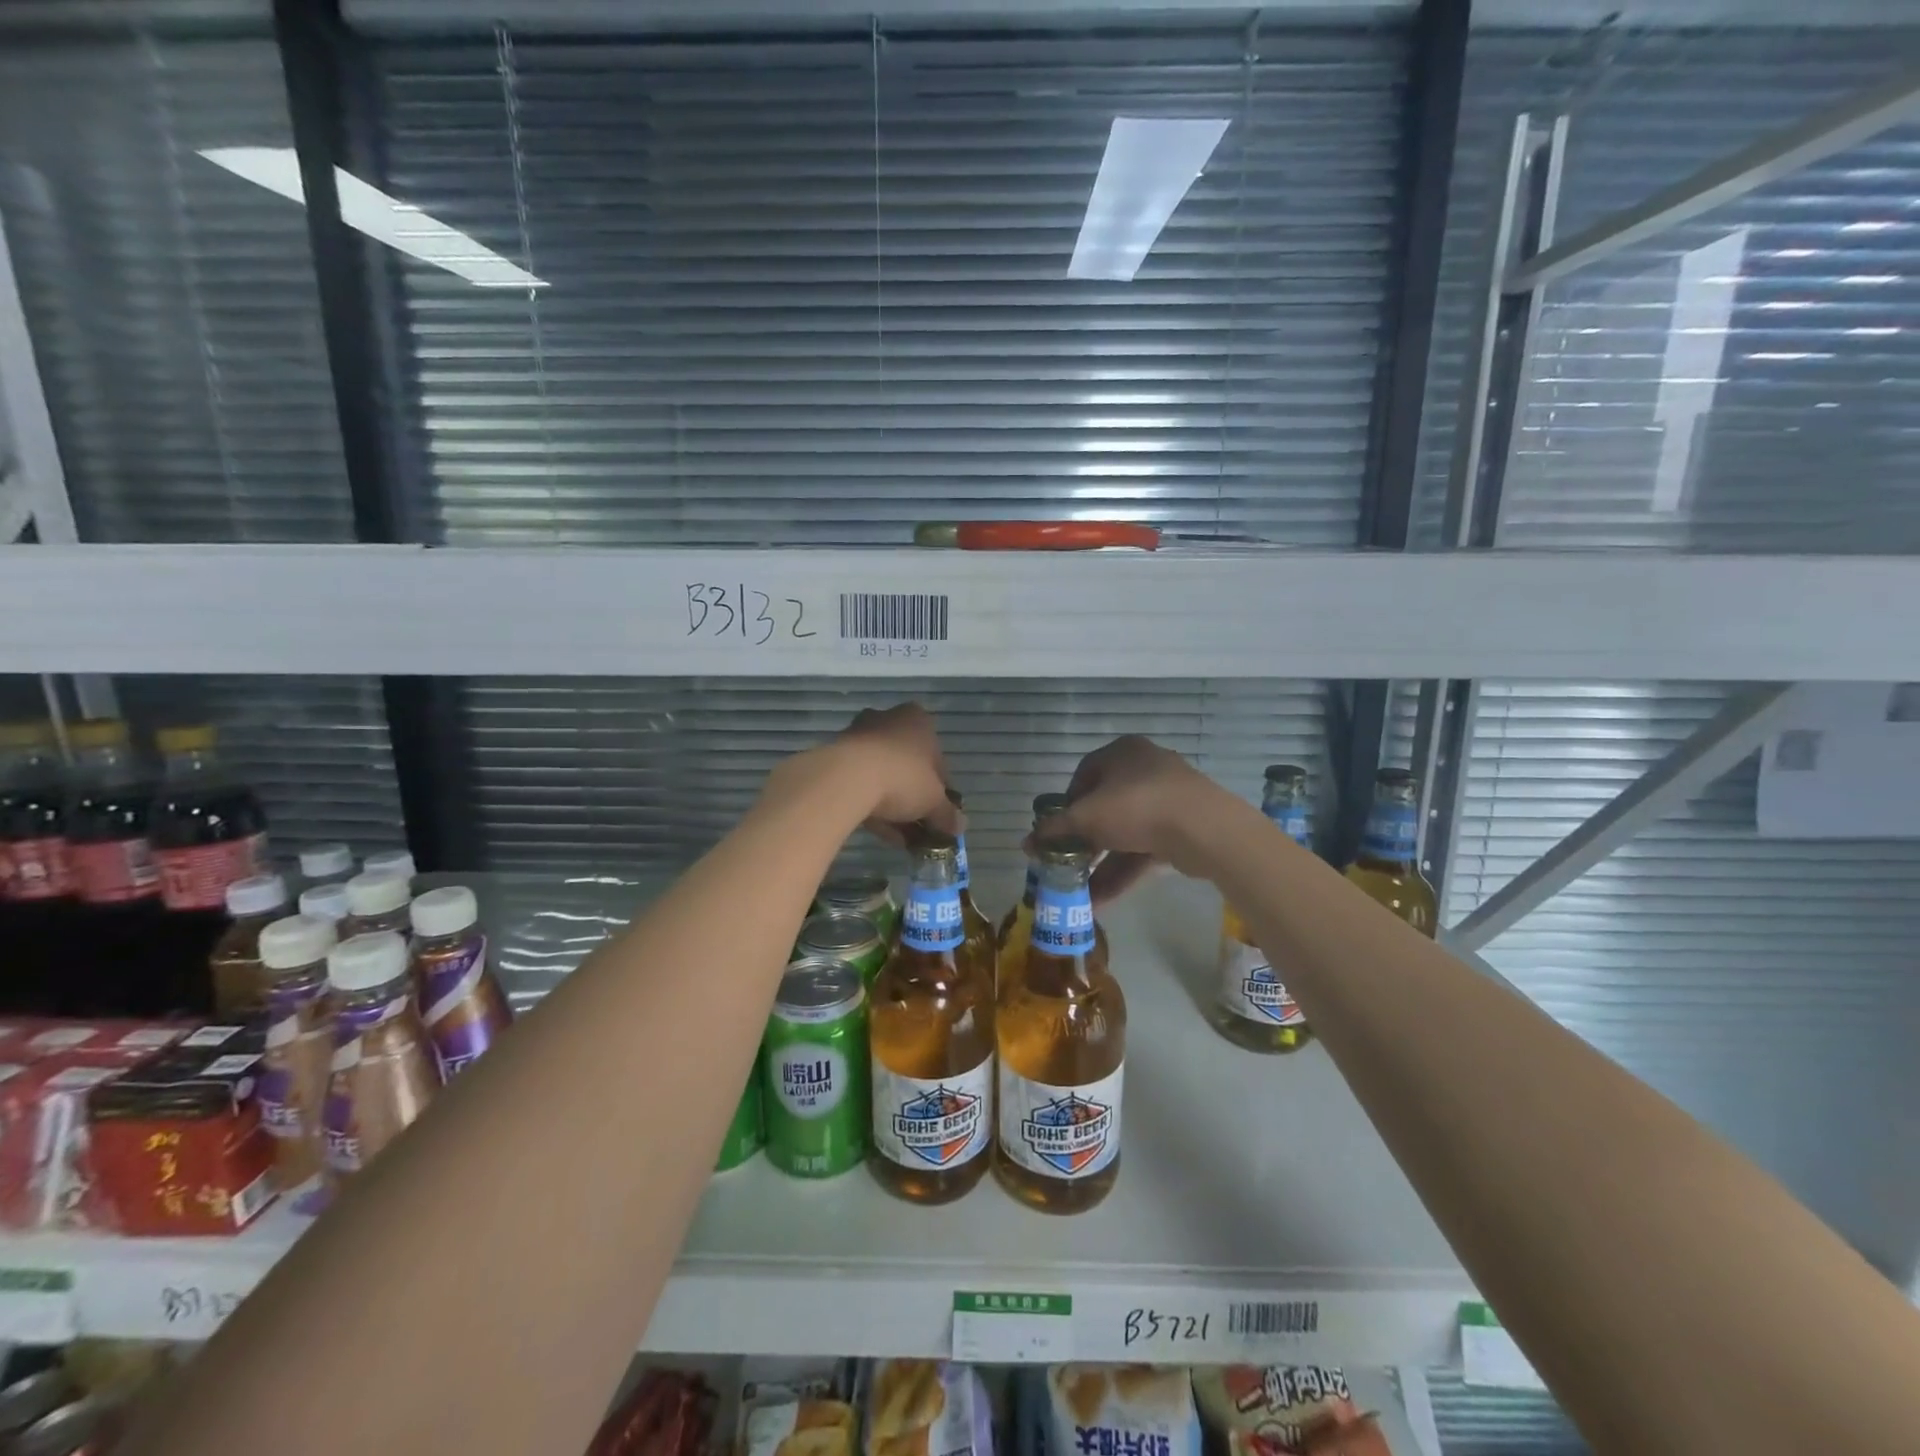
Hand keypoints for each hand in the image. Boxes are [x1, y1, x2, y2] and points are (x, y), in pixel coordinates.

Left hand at [767, 703, 960, 844]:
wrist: (848, 778)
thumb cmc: (903, 778)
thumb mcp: (934, 801)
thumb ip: (948, 814)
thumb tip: (959, 827)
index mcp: (918, 720)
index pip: (937, 758)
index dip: (941, 789)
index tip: (939, 812)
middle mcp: (888, 720)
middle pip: (908, 765)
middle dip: (914, 797)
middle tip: (919, 825)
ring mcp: (859, 737)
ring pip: (883, 775)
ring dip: (894, 805)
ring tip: (901, 837)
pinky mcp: (836, 756)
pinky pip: (861, 783)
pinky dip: (872, 805)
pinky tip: (881, 832)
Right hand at [1038, 736, 1220, 901]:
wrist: (1204, 829)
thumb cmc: (1136, 807)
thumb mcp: (1086, 818)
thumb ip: (1055, 831)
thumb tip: (1025, 844)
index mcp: (1122, 752)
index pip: (1084, 775)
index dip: (1067, 805)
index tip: (1058, 831)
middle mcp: (1145, 768)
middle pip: (1105, 806)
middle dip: (1084, 840)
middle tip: (1068, 864)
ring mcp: (1168, 799)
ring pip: (1125, 832)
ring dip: (1101, 863)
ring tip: (1080, 892)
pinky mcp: (1183, 828)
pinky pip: (1145, 848)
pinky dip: (1124, 870)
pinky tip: (1103, 899)